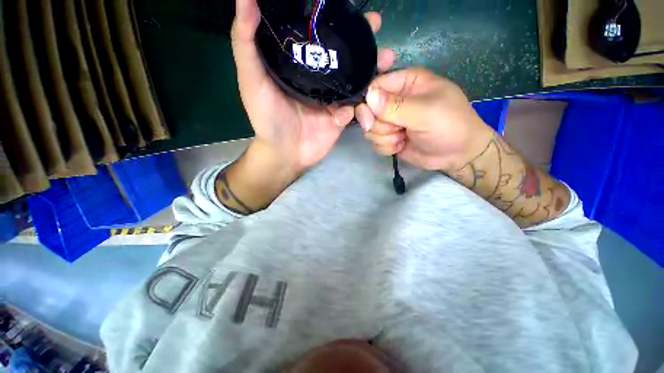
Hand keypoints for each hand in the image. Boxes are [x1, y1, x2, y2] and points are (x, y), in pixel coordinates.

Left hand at [231, 0, 395, 176]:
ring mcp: (332, 99)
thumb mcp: (251, 78)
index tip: (352, 8)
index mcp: (301, 66)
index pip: (321, 37)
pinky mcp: (341, 118)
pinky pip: (355, 108)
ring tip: (386, 59)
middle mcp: (319, 79)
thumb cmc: (266, 117)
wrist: (284, 152)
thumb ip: (245, 41)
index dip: (337, 20)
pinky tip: (357, 109)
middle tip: (377, 29)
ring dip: (372, 71)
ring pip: (356, 80)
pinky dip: (358, 108)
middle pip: (344, 57)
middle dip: (362, 42)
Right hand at [355, 68, 494, 171]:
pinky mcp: (389, 138)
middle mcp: (394, 100)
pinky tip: (401, 146)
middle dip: (379, 124)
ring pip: (370, 129)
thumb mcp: (426, 112)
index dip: (368, 102)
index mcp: (406, 83)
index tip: (371, 119)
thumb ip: (396, 106)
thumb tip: (369, 96)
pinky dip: (387, 147)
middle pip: (368, 110)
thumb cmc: (449, 126)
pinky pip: (375, 143)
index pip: (374, 86)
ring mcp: (391, 121)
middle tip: (395, 130)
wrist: (457, 155)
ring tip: (404, 137)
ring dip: (385, 137)